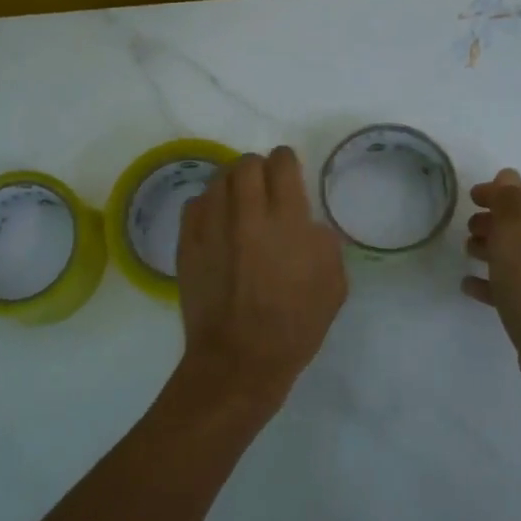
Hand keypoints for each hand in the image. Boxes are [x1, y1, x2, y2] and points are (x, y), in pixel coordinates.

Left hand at [175, 146, 346, 403]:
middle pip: (246, 164)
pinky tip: (216, 222)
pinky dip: (208, 205)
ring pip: (218, 180)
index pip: (282, 164)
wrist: (240, 359)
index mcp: (287, 221)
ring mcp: (212, 227)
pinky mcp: (187, 244)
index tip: (288, 171)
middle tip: (264, 186)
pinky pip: (194, 204)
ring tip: (238, 202)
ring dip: (232, 184)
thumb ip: (323, 242)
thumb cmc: (295, 326)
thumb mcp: (333, 284)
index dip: (286, 161)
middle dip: (258, 168)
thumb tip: (306, 224)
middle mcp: (246, 214)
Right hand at [462, 168, 520, 389]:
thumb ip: (509, 202)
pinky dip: (495, 281)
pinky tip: (470, 286)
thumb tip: (509, 175)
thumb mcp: (516, 236)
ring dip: (493, 249)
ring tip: (467, 253)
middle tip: (468, 228)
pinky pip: (518, 286)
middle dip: (495, 221)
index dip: (499, 191)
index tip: (469, 198)